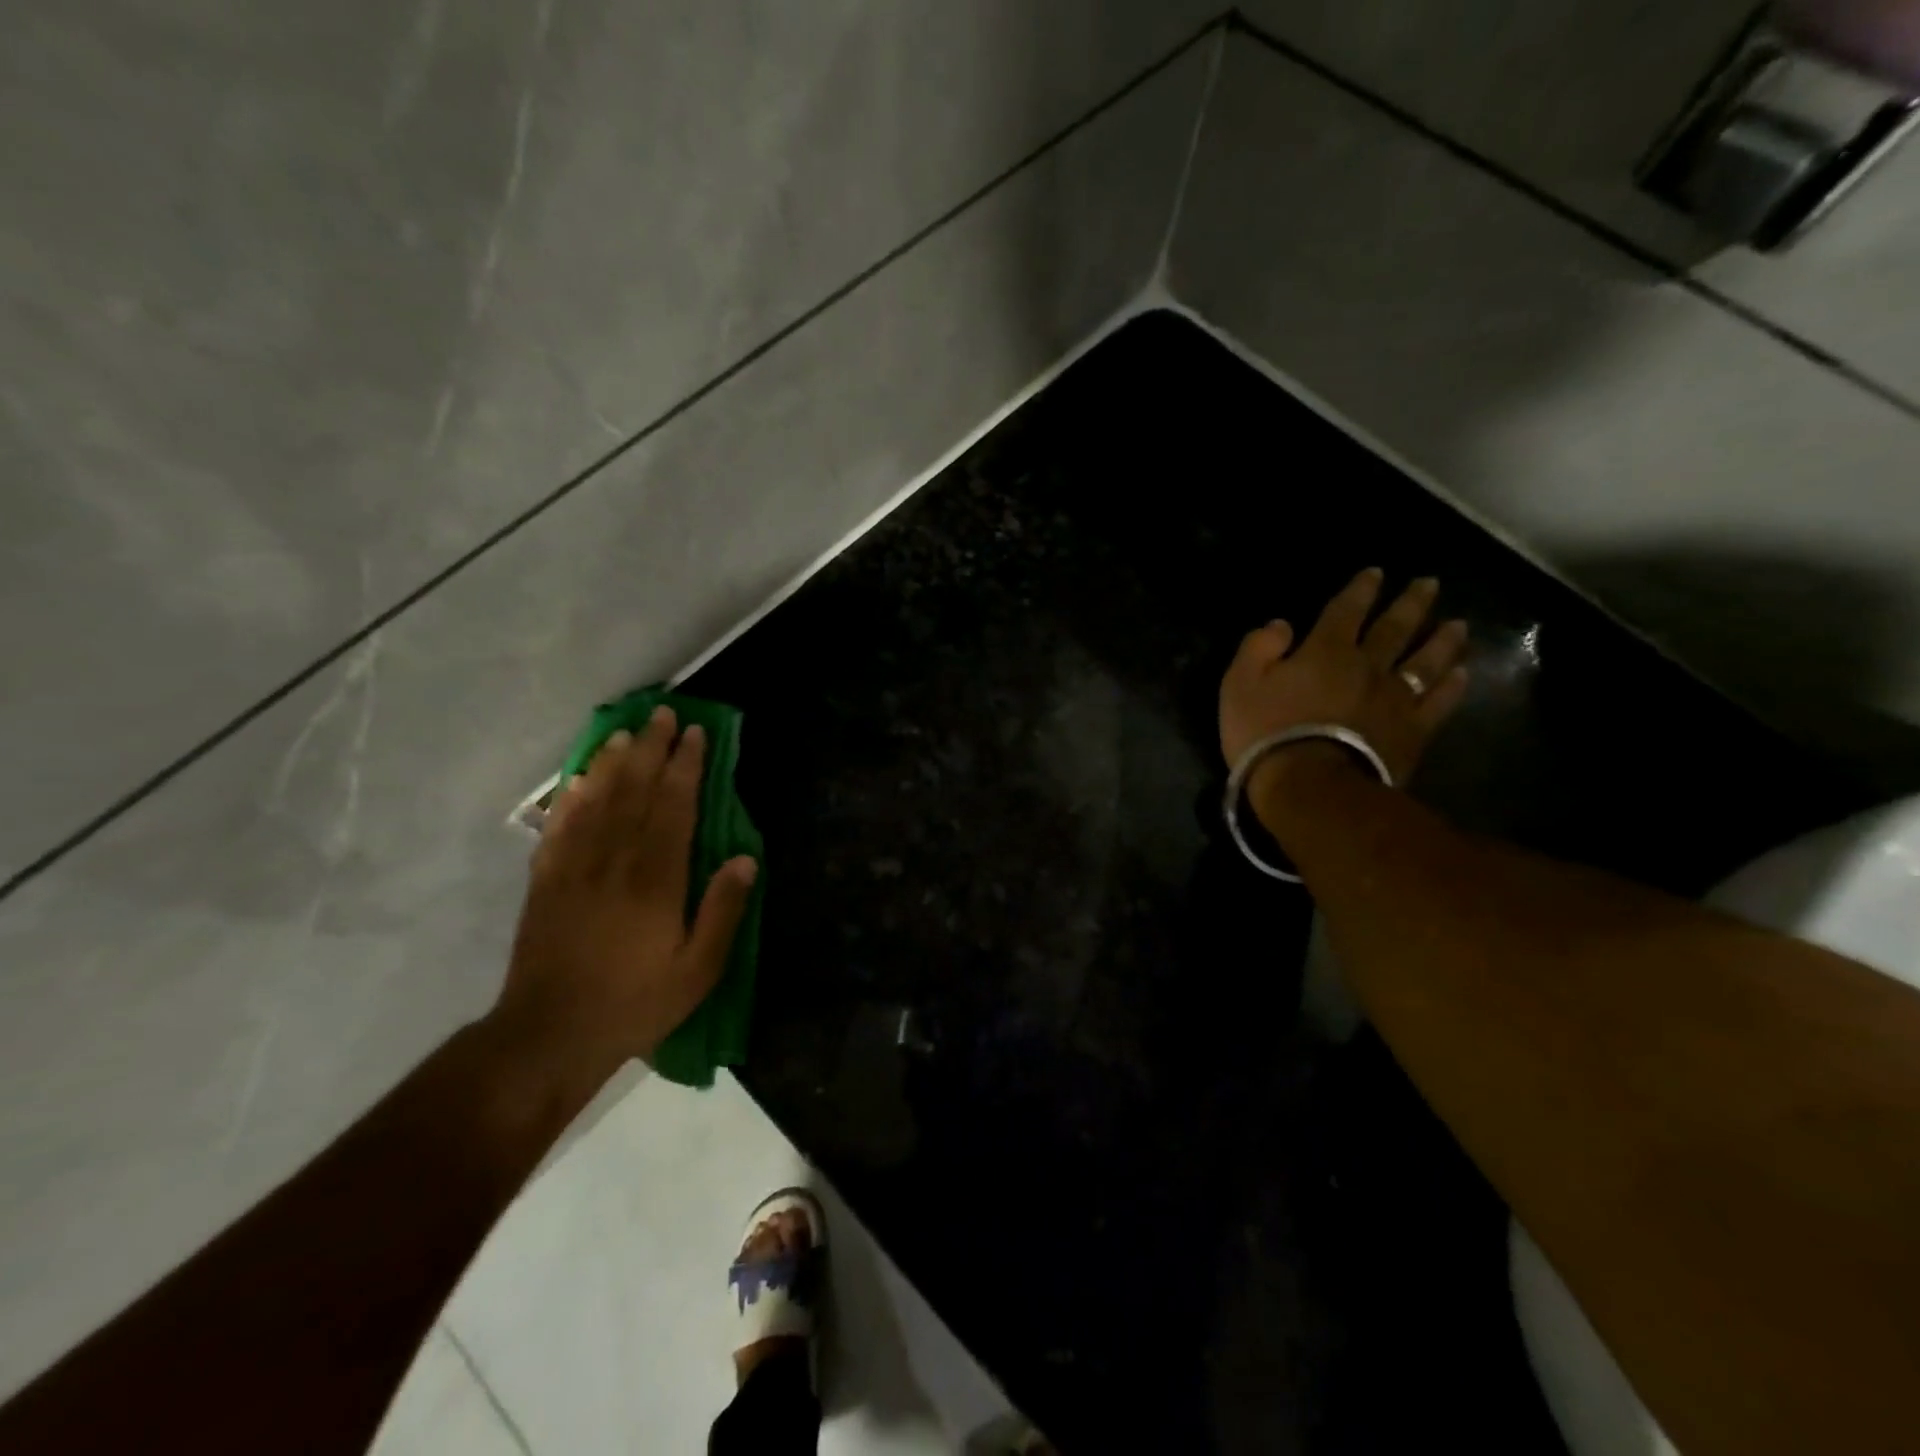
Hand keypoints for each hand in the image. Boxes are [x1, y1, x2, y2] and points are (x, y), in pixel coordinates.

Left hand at [493, 706, 757, 1092]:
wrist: (550, 1036)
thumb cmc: (636, 1003)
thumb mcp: (698, 970)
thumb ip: (723, 911)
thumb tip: (746, 859)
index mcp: (656, 880)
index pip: (673, 807)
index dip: (684, 767)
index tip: (694, 734)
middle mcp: (614, 862)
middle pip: (634, 791)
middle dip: (650, 749)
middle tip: (662, 714)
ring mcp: (574, 868)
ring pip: (595, 801)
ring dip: (611, 762)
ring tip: (624, 732)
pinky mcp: (545, 882)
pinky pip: (559, 827)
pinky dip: (570, 798)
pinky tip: (578, 780)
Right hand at [1220, 567, 1470, 793]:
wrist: (1310, 787)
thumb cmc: (1266, 732)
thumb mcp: (1239, 684)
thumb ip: (1258, 648)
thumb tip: (1282, 625)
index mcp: (1325, 651)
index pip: (1346, 610)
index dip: (1360, 590)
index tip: (1376, 573)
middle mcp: (1368, 666)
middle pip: (1395, 628)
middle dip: (1411, 603)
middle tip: (1430, 584)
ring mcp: (1396, 699)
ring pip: (1427, 660)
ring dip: (1443, 640)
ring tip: (1458, 625)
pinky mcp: (1412, 732)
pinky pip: (1438, 702)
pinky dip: (1452, 686)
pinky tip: (1462, 674)